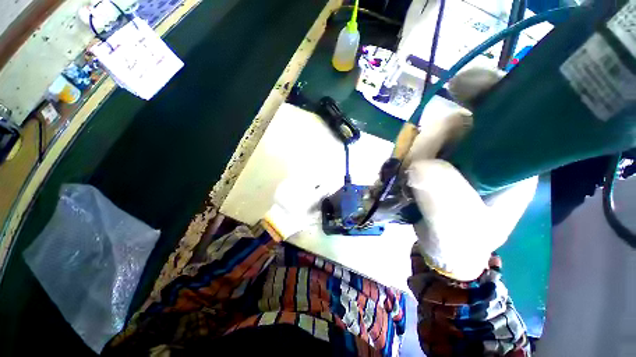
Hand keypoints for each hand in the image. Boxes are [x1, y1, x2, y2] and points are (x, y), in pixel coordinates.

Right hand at [406, 68, 537, 280]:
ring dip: (406, 154)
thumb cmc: (461, 241)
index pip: (505, 112)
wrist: (442, 248)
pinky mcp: (428, 160)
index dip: (485, 91)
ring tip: (399, 181)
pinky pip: (409, 148)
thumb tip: (419, 168)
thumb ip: (444, 201)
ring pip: (424, 135)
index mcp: (507, 161)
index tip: (459, 88)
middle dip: (426, 142)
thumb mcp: (458, 228)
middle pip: (451, 122)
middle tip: (410, 168)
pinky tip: (392, 175)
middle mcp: (481, 150)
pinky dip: (396, 159)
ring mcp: (450, 154)